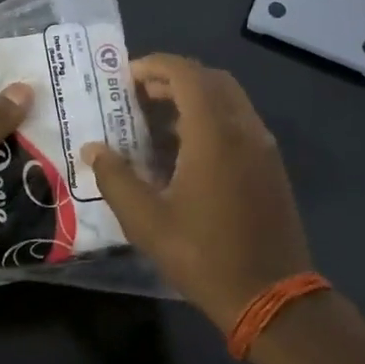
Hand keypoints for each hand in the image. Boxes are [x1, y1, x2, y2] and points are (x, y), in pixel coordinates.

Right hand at [83, 54, 312, 331]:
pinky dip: (211, 118)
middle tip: (138, 95)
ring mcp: (262, 147)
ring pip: (228, 100)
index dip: (154, 66)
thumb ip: (115, 178)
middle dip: (173, 77)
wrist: (272, 297)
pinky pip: (239, 122)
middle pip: (210, 79)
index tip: (125, 77)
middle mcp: (243, 129)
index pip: (186, 74)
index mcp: (214, 133)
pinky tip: (186, 151)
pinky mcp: (271, 167)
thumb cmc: (204, 255)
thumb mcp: (146, 221)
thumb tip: (92, 150)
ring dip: (193, 98)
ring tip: (156, 121)